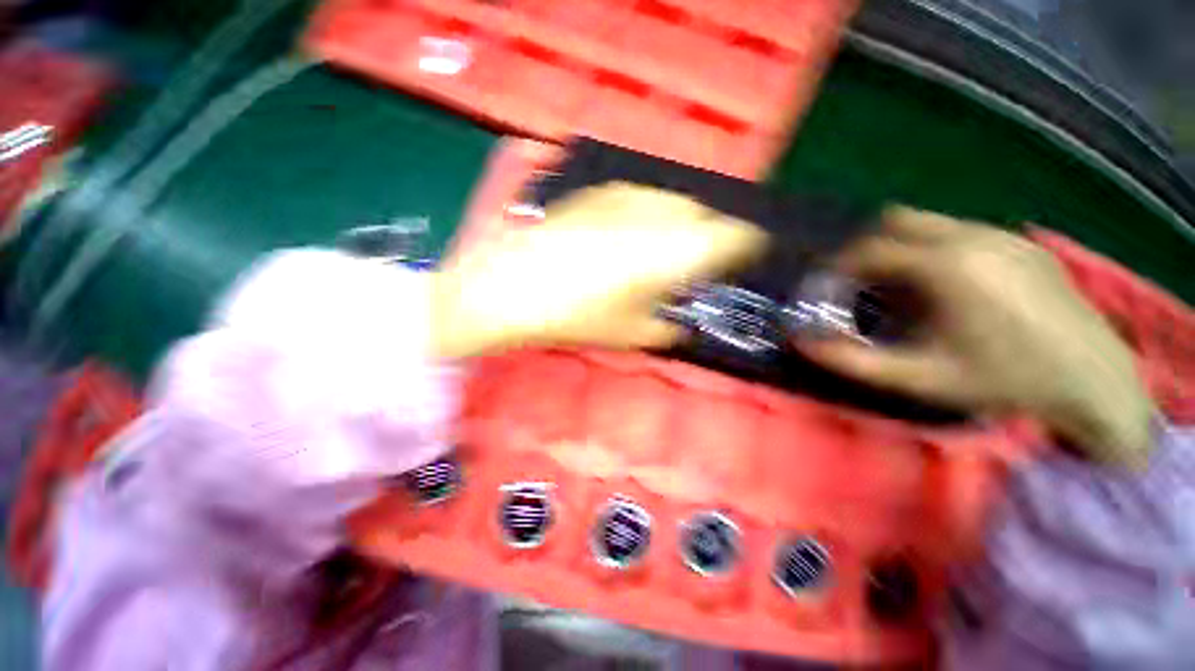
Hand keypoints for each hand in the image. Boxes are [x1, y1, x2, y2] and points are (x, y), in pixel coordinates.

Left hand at [431, 183, 765, 357]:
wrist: (508, 288)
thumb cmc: (572, 318)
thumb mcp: (628, 333)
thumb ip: (666, 328)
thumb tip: (682, 326)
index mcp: (670, 254)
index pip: (729, 237)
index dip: (746, 243)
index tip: (750, 252)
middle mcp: (654, 217)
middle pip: (703, 213)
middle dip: (712, 233)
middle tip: (705, 257)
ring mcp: (622, 199)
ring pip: (673, 200)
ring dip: (683, 219)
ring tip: (673, 243)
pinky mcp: (596, 193)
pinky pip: (641, 195)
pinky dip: (652, 210)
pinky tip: (638, 228)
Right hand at [799, 207, 1154, 468]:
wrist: (1093, 380)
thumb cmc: (1001, 380)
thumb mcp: (918, 378)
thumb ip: (851, 360)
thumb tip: (799, 342)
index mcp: (945, 266)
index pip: (868, 248)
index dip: (836, 266)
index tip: (825, 288)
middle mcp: (972, 237)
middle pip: (895, 220)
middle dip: (865, 247)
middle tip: (856, 282)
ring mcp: (1001, 234)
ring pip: (928, 223)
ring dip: (899, 247)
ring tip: (896, 285)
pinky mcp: (1022, 242)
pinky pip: (959, 232)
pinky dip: (932, 248)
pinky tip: (943, 286)